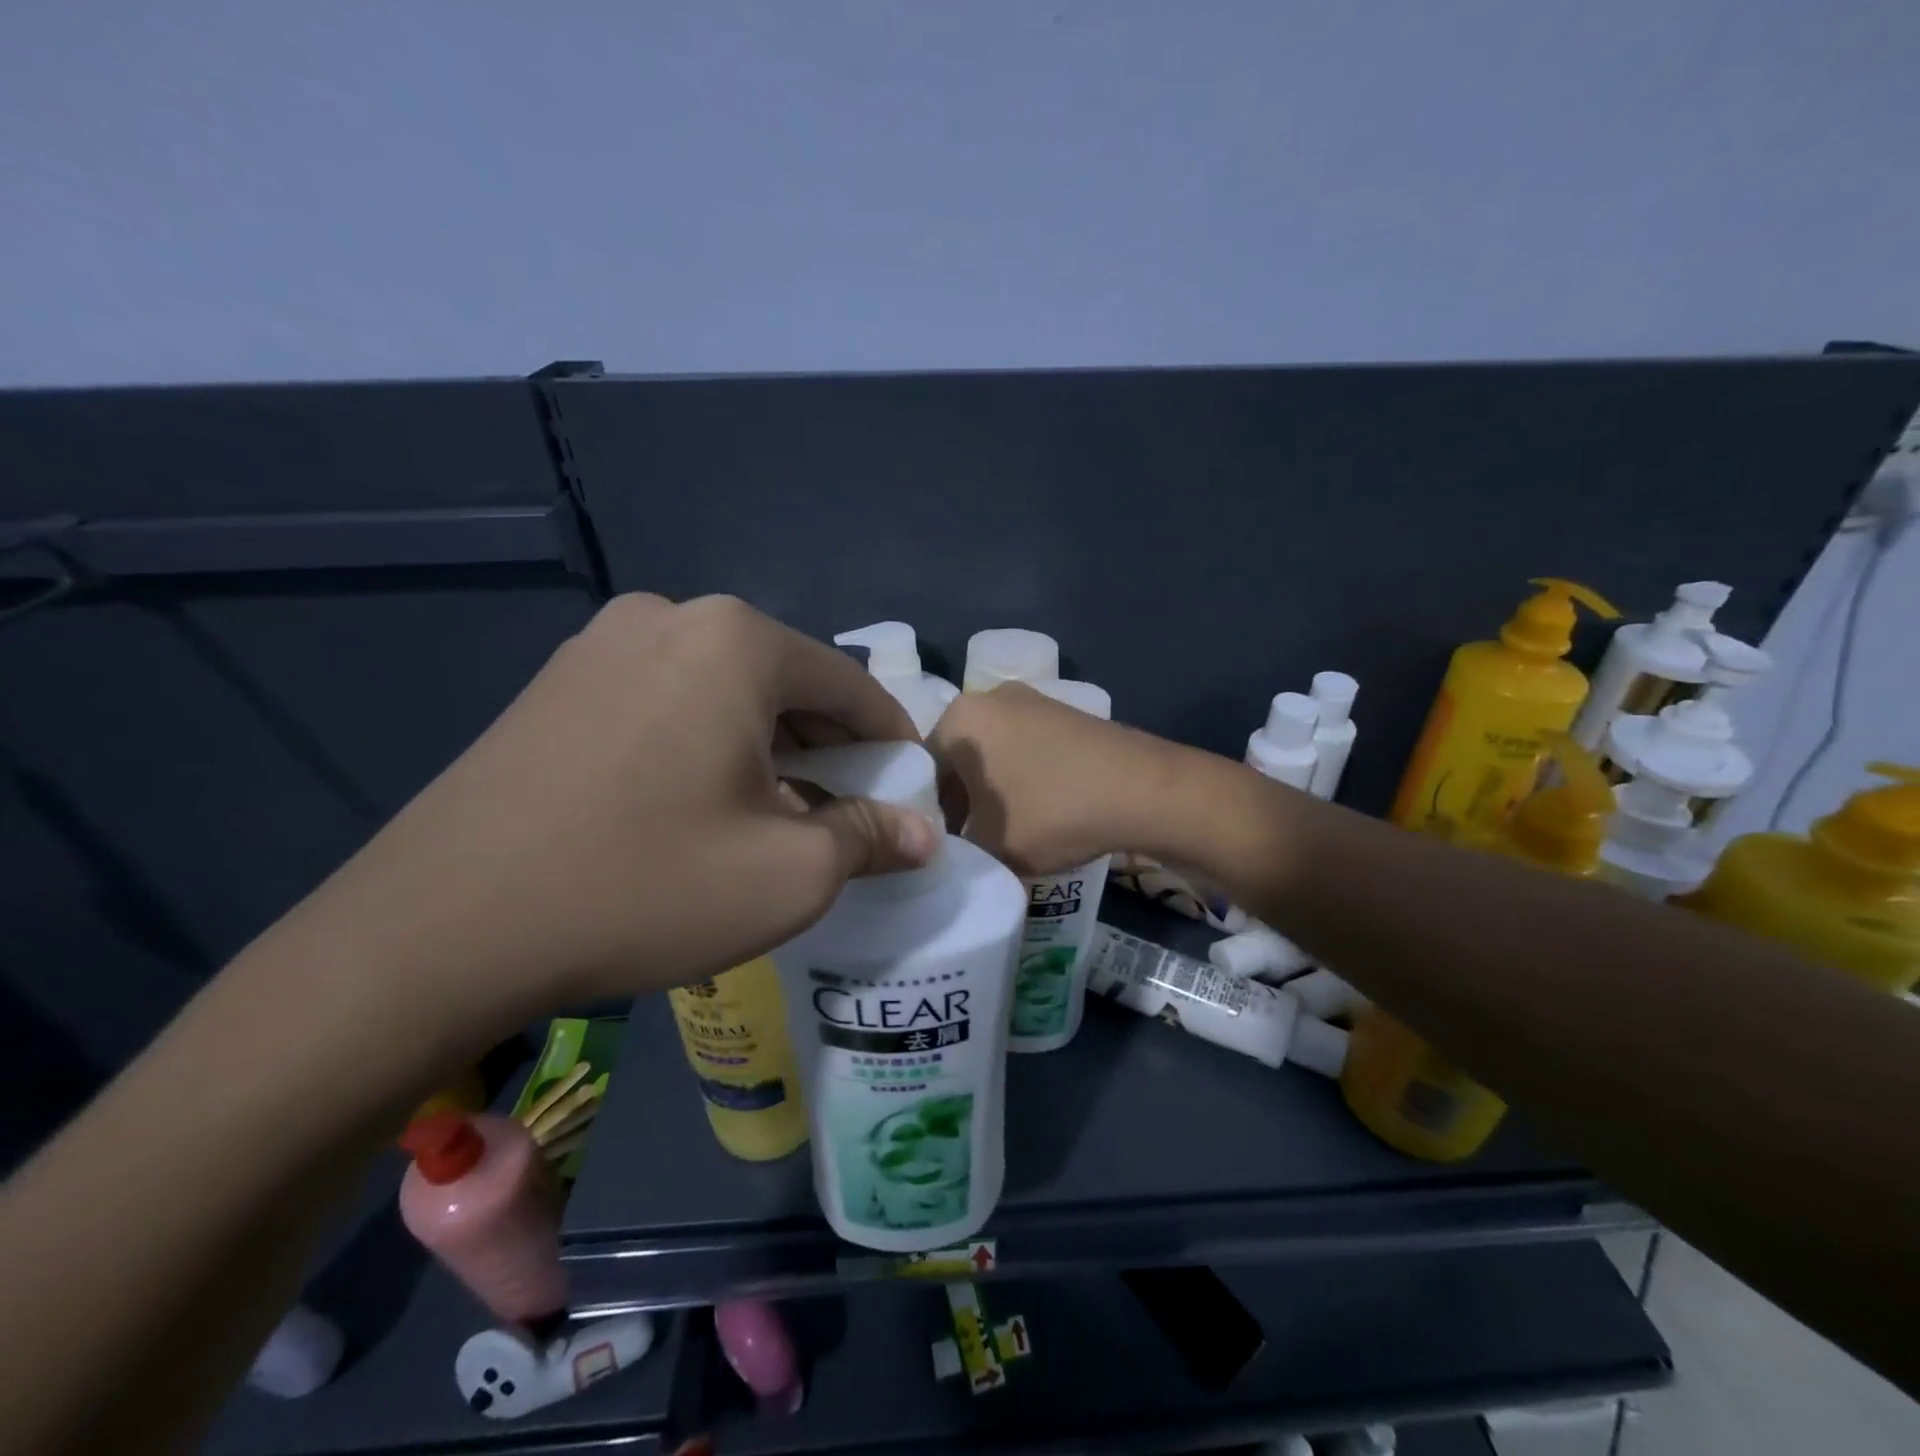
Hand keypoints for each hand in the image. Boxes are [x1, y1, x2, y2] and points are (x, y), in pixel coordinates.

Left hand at [281, 595, 936, 1026]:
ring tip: (770, 811)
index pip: (850, 684)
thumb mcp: (789, 874)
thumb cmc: (644, 885)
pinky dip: (703, 742)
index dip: (889, 739)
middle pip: (785, 681)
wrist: (439, 929)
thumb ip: (870, 838)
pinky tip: (693, 802)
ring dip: (764, 744)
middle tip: (841, 810)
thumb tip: (922, 834)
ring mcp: (600, 643)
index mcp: (737, 640)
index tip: (908, 788)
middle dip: (825, 745)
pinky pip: (664, 700)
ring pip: (722, 690)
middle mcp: (670, 616)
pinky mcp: (556, 683)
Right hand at [928, 683, 1187, 875]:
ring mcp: (1031, 700)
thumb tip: (953, 848)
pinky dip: (1021, 777)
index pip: (921, 770)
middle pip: (957, 758)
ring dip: (990, 790)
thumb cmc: (1052, 812)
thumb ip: (957, 848)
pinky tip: (1038, 809)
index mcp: (960, 719)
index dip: (927, 813)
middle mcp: (989, 697)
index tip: (942, 846)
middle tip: (969, 842)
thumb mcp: (990, 846)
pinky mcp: (1064, 713)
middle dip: (959, 800)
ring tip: (1004, 830)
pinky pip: (1025, 747)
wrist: (1143, 790)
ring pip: (992, 753)